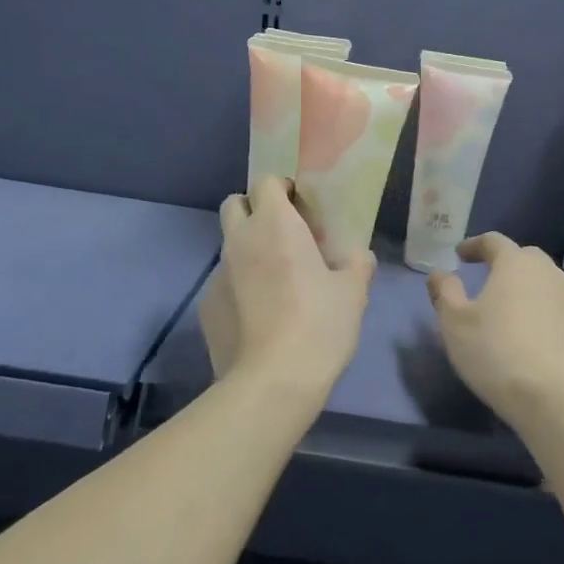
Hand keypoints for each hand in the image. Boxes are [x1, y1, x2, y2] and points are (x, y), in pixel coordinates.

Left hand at [200, 176, 374, 402]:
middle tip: (281, 235)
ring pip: (228, 246)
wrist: (272, 381)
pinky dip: (238, 287)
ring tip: (272, 281)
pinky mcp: (206, 305)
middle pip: (234, 204)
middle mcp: (240, 240)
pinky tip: (257, 315)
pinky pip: (223, 283)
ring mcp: (217, 273)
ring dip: (247, 250)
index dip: (282, 190)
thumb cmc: (319, 325)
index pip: (266, 182)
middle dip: (254, 210)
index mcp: (275, 225)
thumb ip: (356, 263)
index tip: (300, 208)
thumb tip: (356, 255)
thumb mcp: (353, 292)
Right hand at [427, 233, 563, 422]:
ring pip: (545, 284)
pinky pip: (558, 311)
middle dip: (504, 263)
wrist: (554, 397)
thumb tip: (439, 273)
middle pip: (525, 258)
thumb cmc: (495, 352)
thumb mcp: (454, 322)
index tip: (460, 255)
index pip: (494, 241)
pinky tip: (531, 336)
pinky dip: (542, 314)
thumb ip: (444, 292)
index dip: (474, 245)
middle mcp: (549, 273)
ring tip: (509, 308)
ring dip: (526, 289)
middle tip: (486, 278)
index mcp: (516, 264)